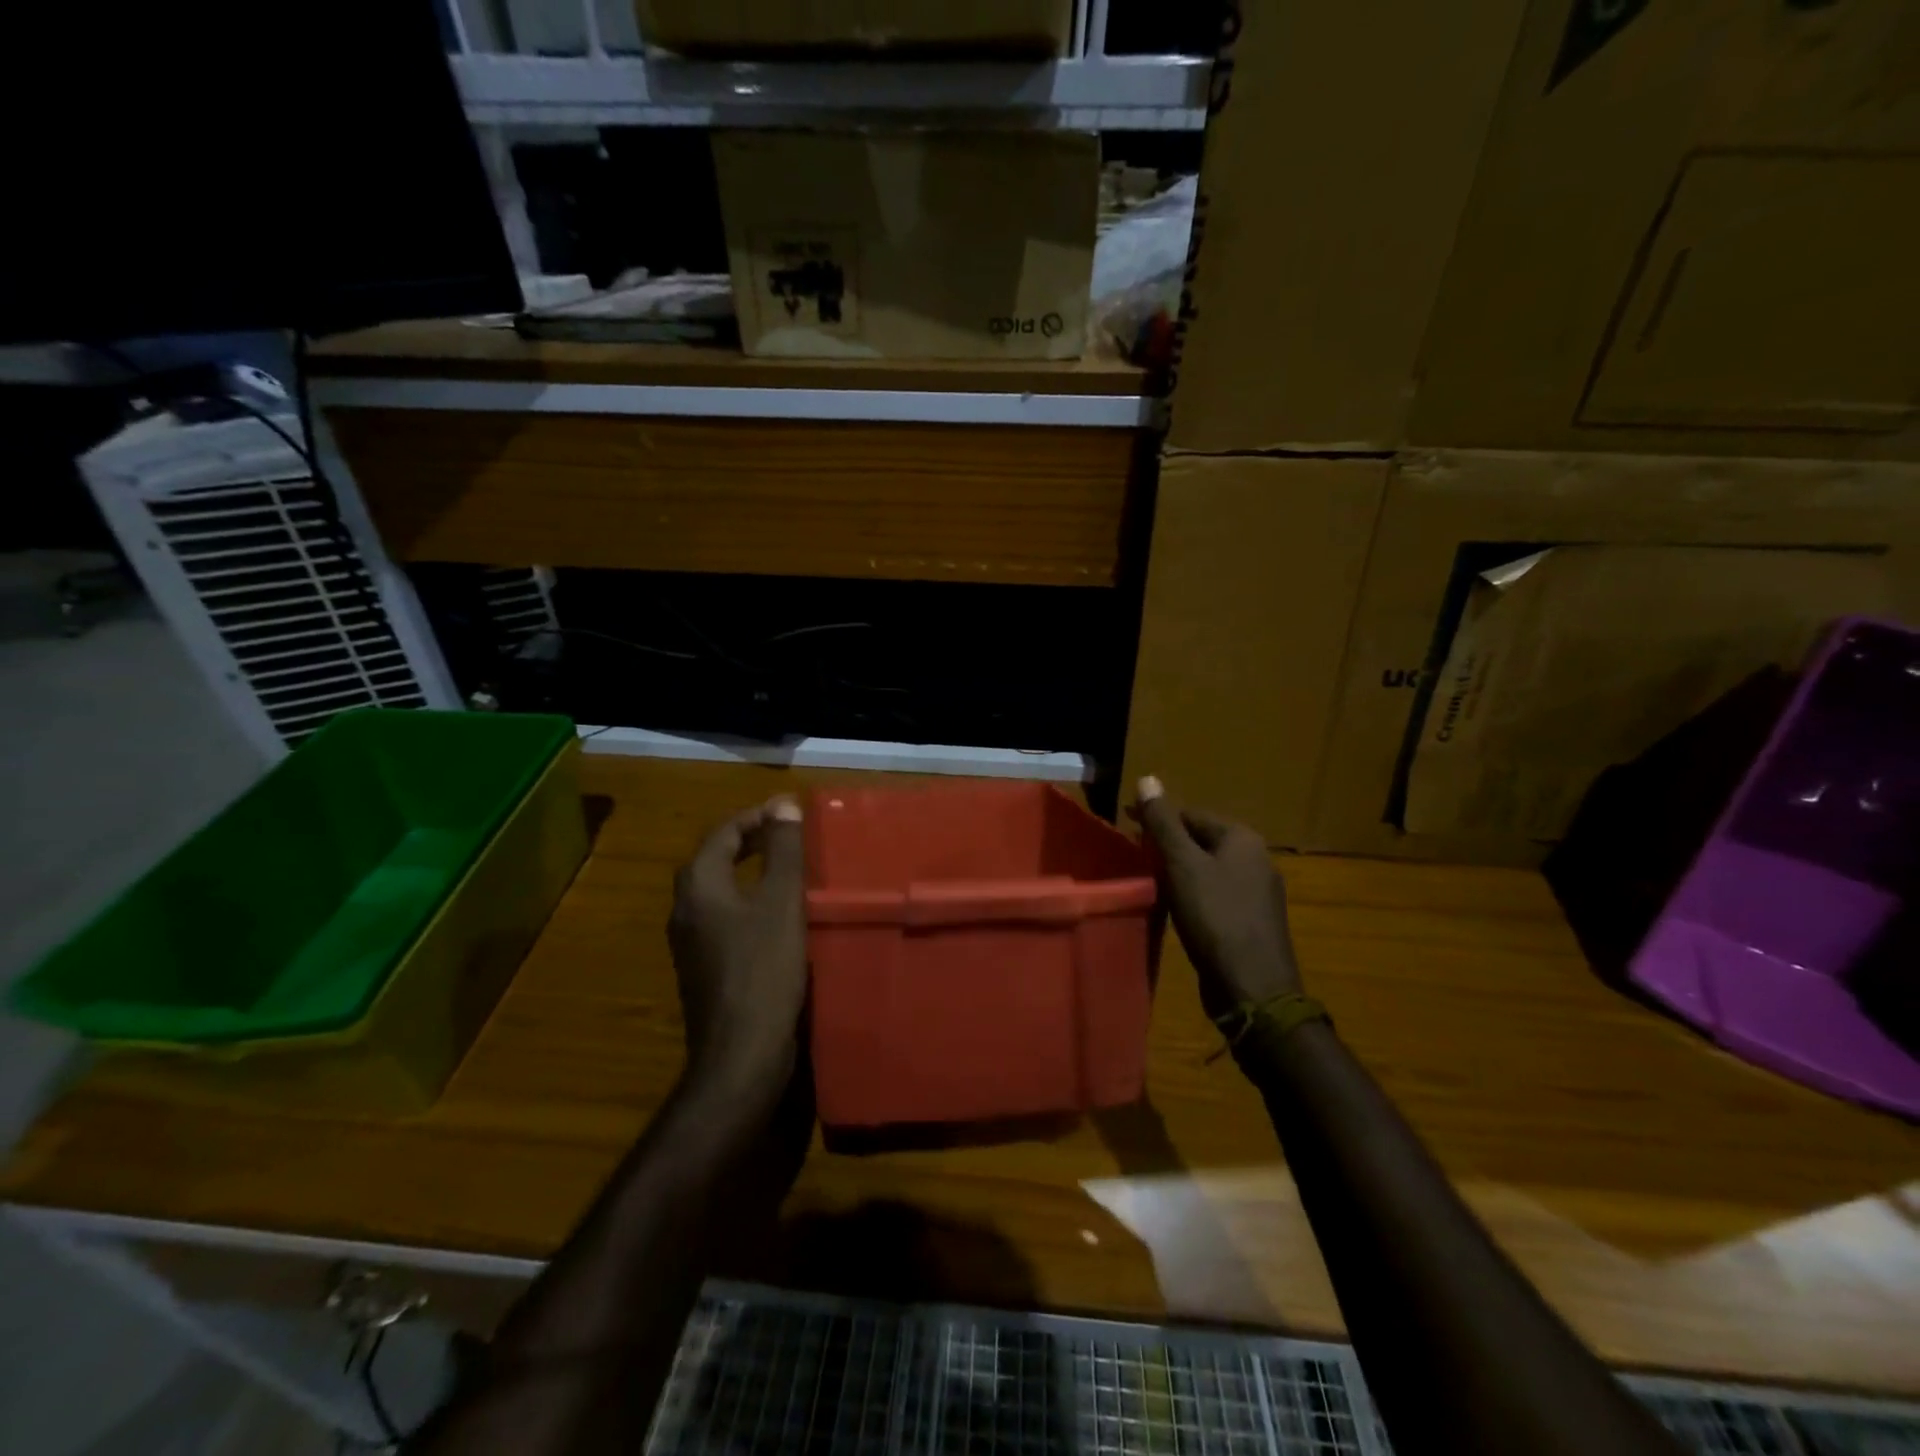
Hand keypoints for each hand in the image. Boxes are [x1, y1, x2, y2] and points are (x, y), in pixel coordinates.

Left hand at [668, 797, 807, 1087]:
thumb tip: (783, 803)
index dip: (755, 817)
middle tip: (788, 835)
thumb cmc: (763, 971)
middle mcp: (685, 910)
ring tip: (787, 869)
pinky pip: (724, 919)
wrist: (741, 1055)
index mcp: (698, 887)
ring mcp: (691, 943)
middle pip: (714, 860)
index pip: (722, 834)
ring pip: (719, 891)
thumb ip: (783, 851)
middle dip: (750, 841)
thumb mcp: (781, 903)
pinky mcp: (704, 969)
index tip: (789, 813)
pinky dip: (748, 903)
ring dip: (749, 872)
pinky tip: (777, 916)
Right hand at [1134, 776, 1301, 1018]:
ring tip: (1145, 877)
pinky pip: (1215, 894)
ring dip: (1177, 870)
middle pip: (1200, 840)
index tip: (1124, 825)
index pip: (1191, 814)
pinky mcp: (1250, 921)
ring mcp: (1257, 892)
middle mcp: (1256, 859)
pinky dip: (1191, 892)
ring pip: (1207, 868)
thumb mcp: (1182, 865)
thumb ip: (1163, 822)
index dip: (1156, 817)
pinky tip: (1172, 906)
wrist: (1254, 988)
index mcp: (1243, 839)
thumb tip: (1148, 778)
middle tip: (1132, 853)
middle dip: (1166, 843)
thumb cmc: (1215, 917)